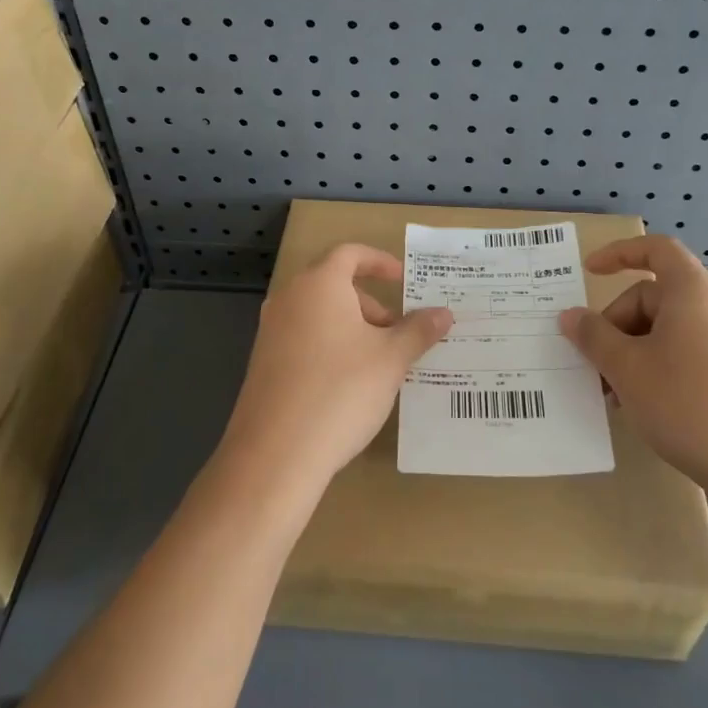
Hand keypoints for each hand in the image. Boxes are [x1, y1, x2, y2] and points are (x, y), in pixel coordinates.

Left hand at [220, 244, 452, 496]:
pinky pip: (304, 339)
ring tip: (380, 364)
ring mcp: (271, 331)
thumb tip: (444, 313)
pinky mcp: (264, 363)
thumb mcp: (391, 359)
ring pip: (320, 315)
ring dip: (353, 328)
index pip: (350, 254)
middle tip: (398, 334)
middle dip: (371, 304)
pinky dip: (331, 347)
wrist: (276, 453)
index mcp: (319, 285)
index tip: (404, 280)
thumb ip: (418, 331)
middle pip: (334, 285)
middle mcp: (289, 299)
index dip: (380, 262)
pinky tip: (349, 385)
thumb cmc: (340, 391)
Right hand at [558, 236, 707, 508]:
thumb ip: (593, 337)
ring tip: (615, 395)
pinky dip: (658, 372)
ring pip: (667, 334)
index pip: (656, 250)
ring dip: (632, 355)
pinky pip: (687, 358)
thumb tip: (570, 316)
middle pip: (653, 298)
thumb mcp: (627, 369)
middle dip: (616, 326)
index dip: (619, 254)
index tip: (589, 272)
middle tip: (595, 366)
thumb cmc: (690, 405)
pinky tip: (645, 409)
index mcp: (692, 293)